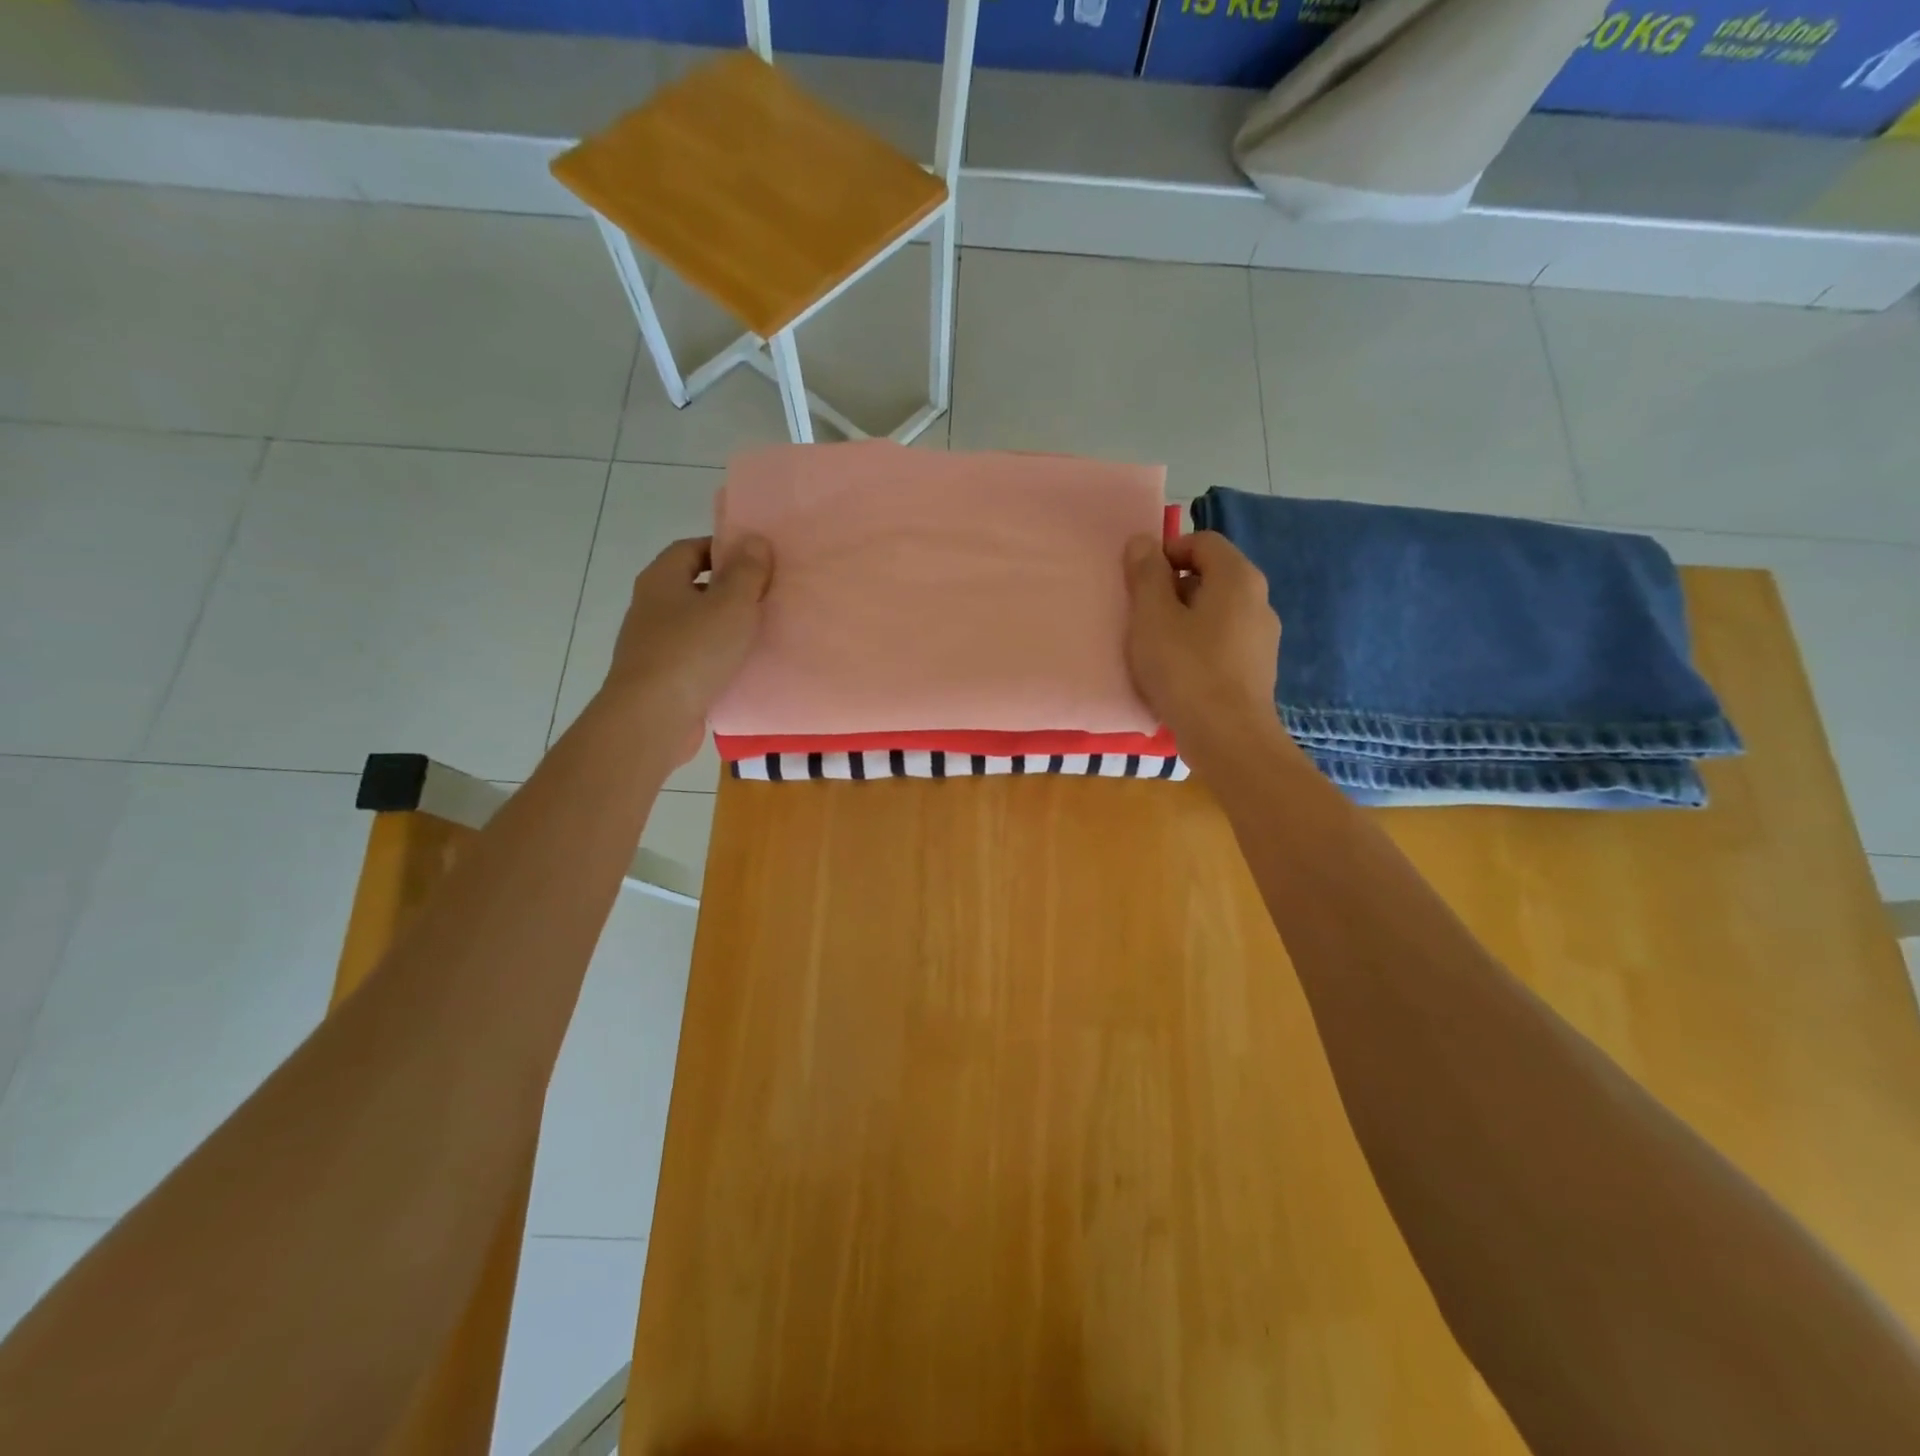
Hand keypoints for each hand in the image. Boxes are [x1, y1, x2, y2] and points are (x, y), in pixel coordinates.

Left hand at [600, 535, 772, 763]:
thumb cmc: (693, 651)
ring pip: (696, 626)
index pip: (691, 549)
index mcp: (661, 580)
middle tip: (766, 597)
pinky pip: (696, 659)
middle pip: (693, 587)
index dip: (724, 550)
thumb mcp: (731, 604)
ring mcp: (653, 645)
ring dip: (725, 628)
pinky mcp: (662, 679)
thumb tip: (755, 540)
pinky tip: (743, 669)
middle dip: (728, 590)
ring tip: (761, 634)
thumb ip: (747, 572)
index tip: (758, 562)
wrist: (653, 717)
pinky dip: (717, 659)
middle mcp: (651, 607)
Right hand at [1122, 530, 1280, 744]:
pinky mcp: (1258, 668)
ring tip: (1156, 647)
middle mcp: (1259, 599)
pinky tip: (1178, 673)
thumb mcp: (1152, 617)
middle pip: (1211, 575)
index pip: (1203, 542)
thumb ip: (1146, 575)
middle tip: (1142, 615)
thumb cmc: (1186, 670)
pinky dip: (1199, 645)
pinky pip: (1223, 641)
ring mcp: (1263, 636)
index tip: (1138, 581)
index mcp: (1237, 578)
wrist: (1228, 738)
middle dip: (1172, 588)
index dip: (1167, 552)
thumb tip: (1143, 542)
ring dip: (1183, 619)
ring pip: (1216, 611)